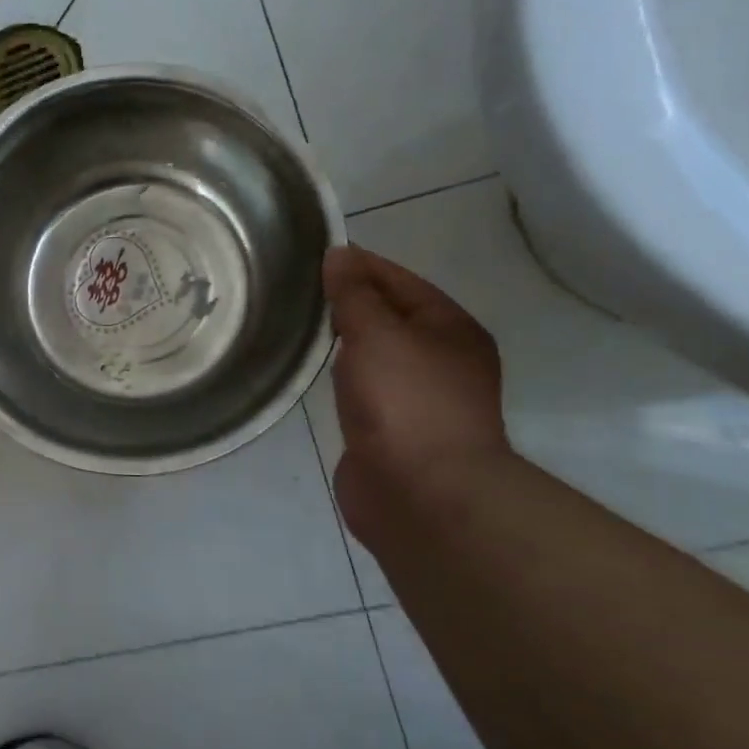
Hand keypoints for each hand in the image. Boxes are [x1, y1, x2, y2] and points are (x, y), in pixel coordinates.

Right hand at [324, 245, 509, 520]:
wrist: (422, 495)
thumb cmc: (406, 401)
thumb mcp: (377, 333)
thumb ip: (354, 293)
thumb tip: (339, 255)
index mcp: (451, 330)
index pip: (400, 281)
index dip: (360, 265)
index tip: (315, 254)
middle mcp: (441, 360)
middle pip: (390, 316)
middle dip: (349, 301)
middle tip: (298, 288)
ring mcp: (419, 399)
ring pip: (376, 354)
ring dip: (344, 340)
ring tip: (299, 323)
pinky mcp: (394, 432)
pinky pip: (364, 388)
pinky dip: (342, 375)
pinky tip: (315, 370)